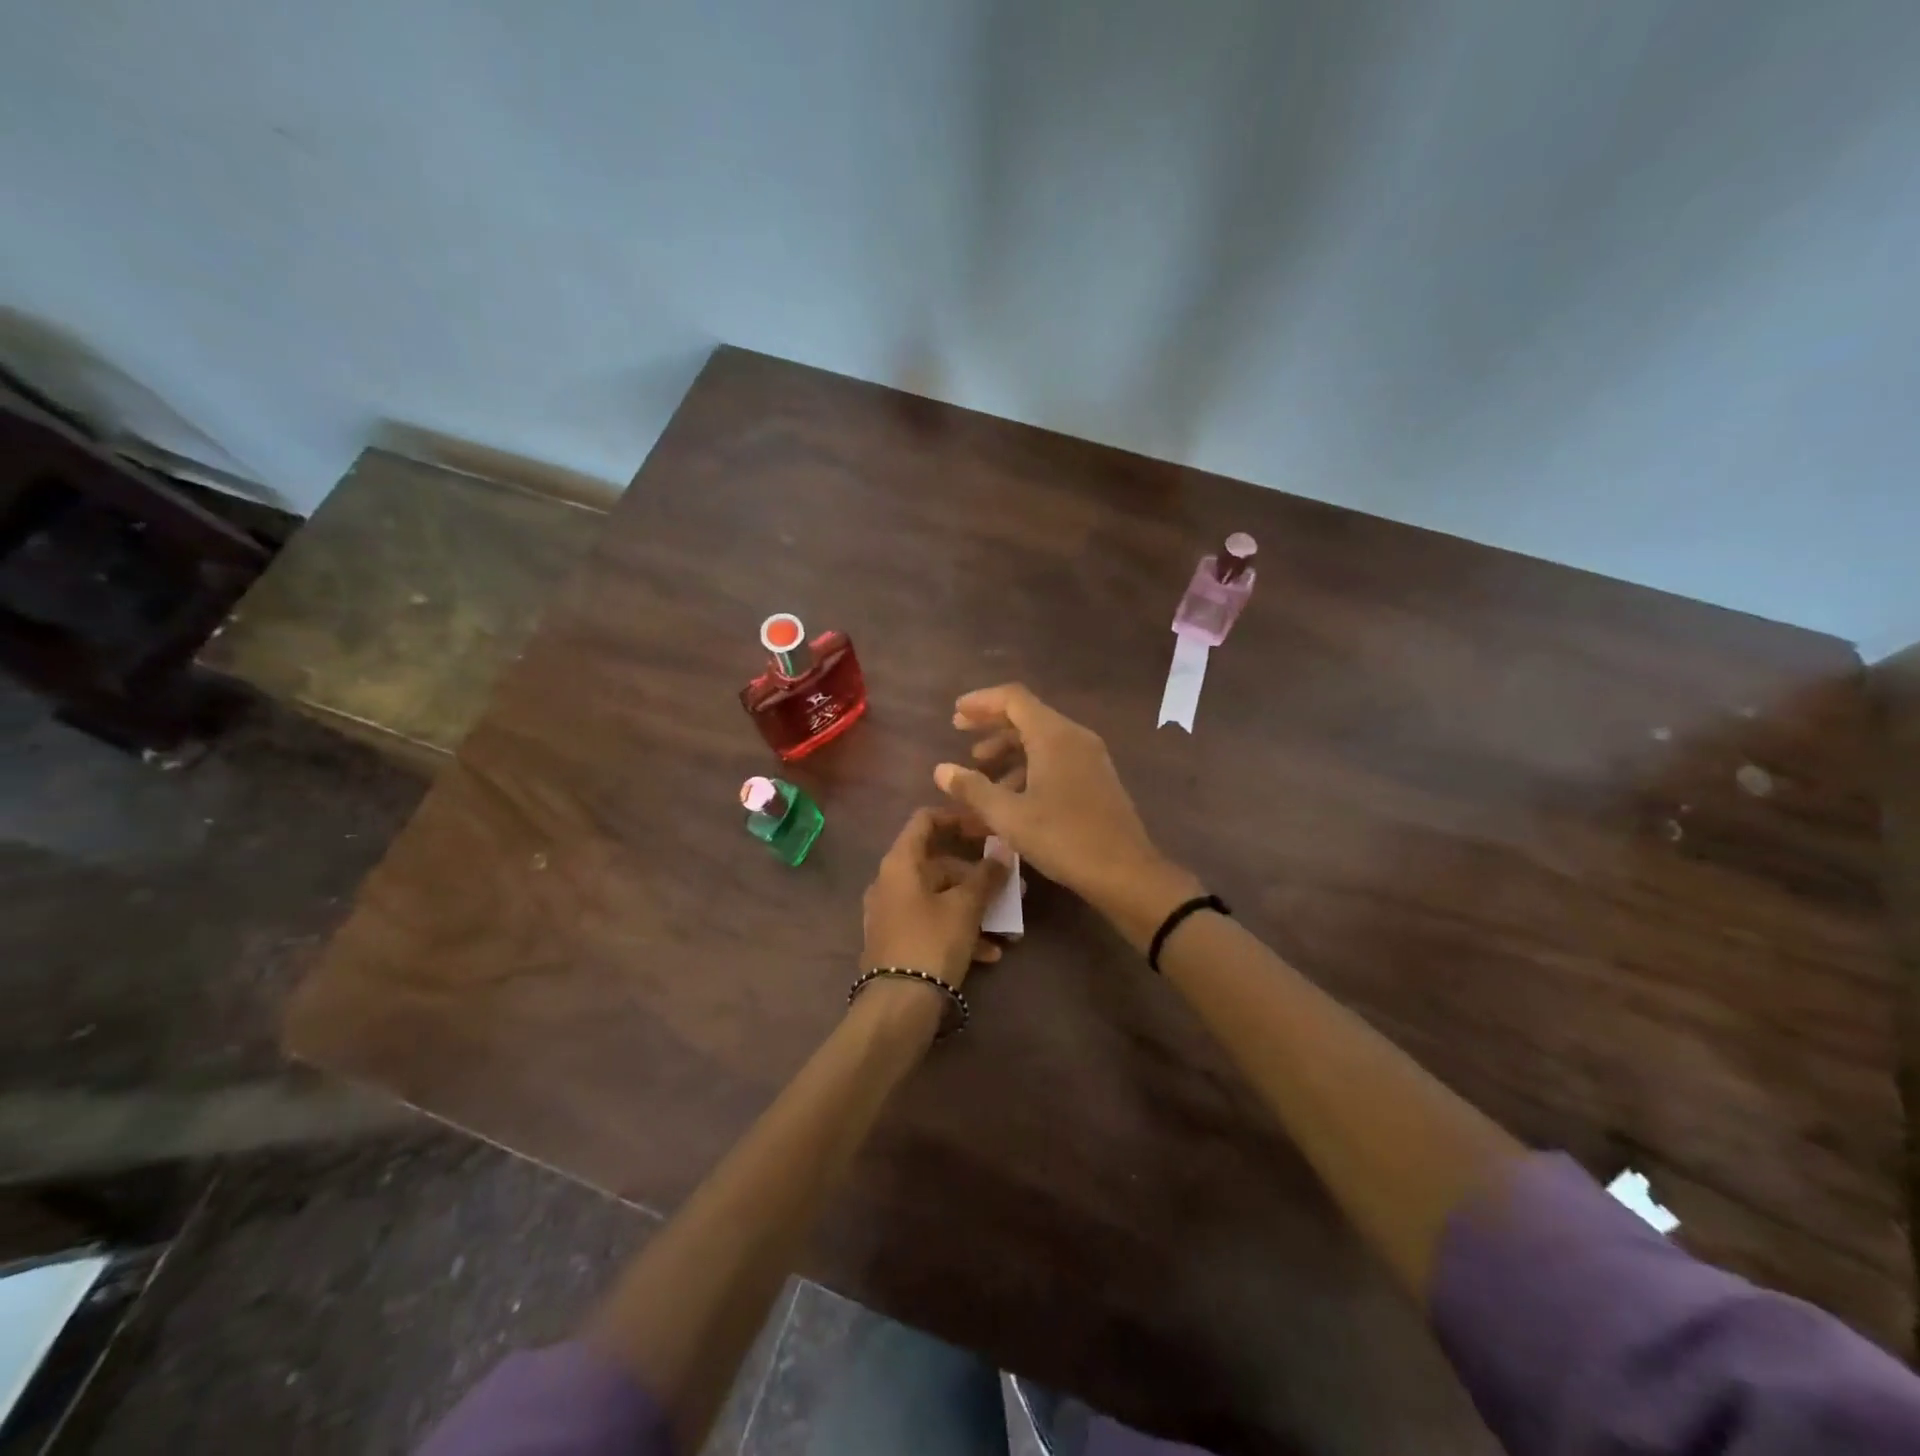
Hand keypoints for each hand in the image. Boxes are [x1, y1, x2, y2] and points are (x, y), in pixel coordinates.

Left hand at [860, 807, 1010, 989]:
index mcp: (899, 863)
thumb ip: (986, 875)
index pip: (925, 820)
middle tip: (1010, 885)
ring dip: (974, 908)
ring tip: (1008, 926)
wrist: (898, 1006)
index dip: (957, 818)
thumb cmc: (932, 942)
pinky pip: (932, 924)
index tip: (987, 827)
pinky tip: (989, 954)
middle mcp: (890, 882)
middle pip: (937, 864)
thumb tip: (1003, 850)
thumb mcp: (966, 907)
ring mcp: (891, 913)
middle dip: (977, 875)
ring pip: (939, 898)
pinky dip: (959, 931)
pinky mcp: (897, 941)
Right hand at [934, 685, 1198, 935]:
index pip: (1013, 698)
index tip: (955, 714)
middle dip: (991, 724)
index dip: (981, 702)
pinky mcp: (1096, 779)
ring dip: (1007, 750)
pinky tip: (1009, 798)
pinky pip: (1055, 760)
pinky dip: (1027, 768)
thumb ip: (972, 789)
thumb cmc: (1063, 838)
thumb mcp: (1009, 816)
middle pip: (1027, 716)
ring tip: (979, 772)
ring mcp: (1089, 758)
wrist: (1125, 872)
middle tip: (960, 734)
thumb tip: (941, 770)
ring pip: (1040, 741)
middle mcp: (1074, 737)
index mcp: (1054, 735)